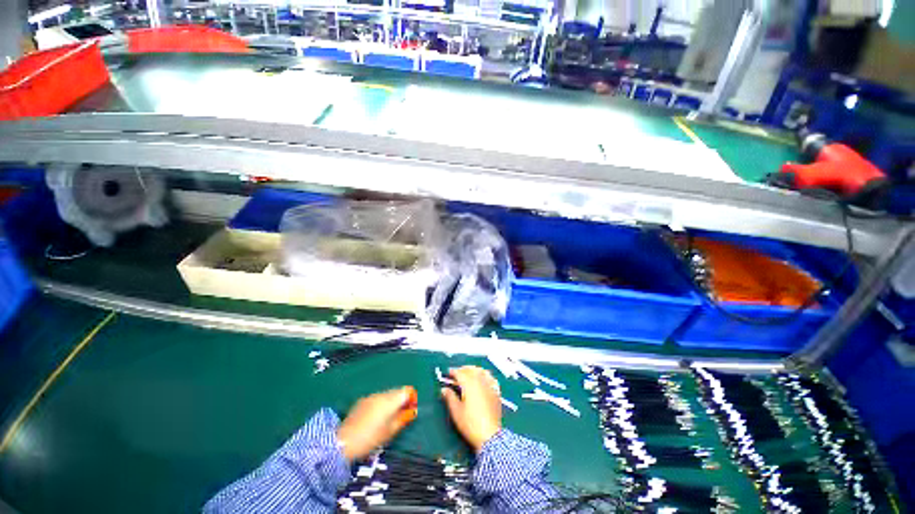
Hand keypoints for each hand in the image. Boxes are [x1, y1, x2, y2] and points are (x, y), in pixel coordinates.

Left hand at [337, 386, 417, 460]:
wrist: (343, 442)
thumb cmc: (370, 438)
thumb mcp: (390, 431)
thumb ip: (403, 419)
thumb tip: (412, 412)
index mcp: (390, 400)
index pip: (407, 391)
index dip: (412, 398)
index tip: (412, 409)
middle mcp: (382, 394)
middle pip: (397, 391)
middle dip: (402, 400)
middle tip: (403, 415)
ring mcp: (371, 396)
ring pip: (387, 395)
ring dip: (391, 402)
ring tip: (389, 418)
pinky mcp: (362, 401)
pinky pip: (377, 398)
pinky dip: (381, 404)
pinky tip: (376, 418)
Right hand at [440, 366, 501, 452]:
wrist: (489, 435)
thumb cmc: (470, 424)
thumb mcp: (456, 411)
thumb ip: (449, 397)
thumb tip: (444, 389)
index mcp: (469, 384)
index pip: (460, 373)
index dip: (453, 372)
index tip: (448, 373)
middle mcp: (480, 381)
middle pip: (471, 369)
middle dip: (463, 369)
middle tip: (456, 374)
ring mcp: (489, 385)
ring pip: (481, 371)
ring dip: (473, 370)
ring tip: (468, 373)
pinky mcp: (496, 392)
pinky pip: (491, 378)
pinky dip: (485, 375)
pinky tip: (483, 378)